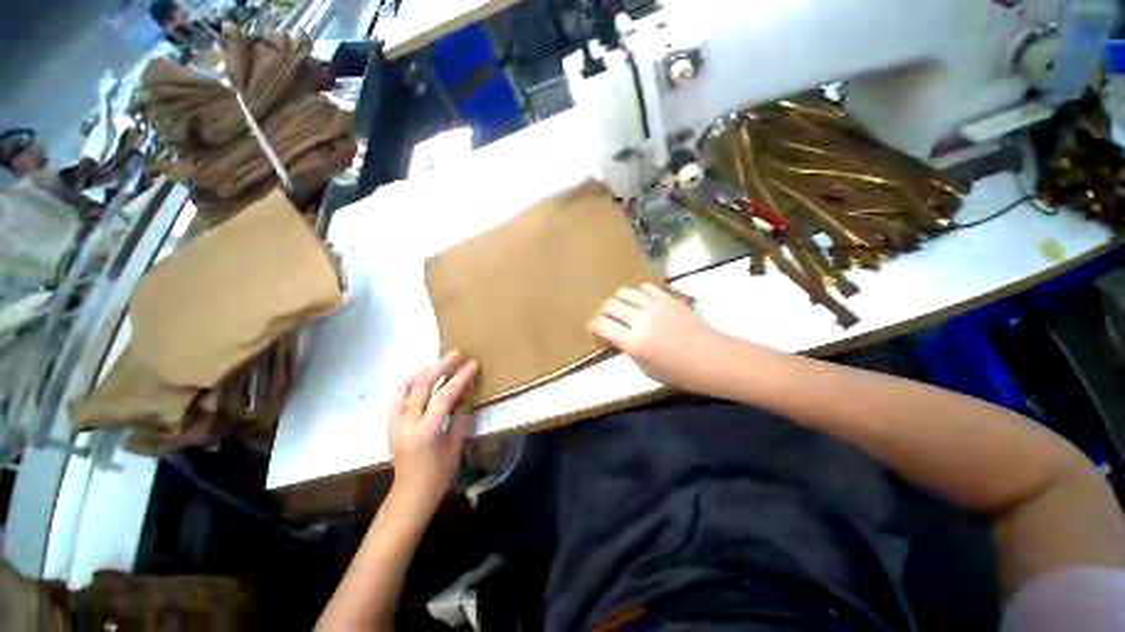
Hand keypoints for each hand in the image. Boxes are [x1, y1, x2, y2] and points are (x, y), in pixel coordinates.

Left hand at [388, 352, 477, 517]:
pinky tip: (422, 380)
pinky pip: (398, 396)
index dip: (459, 378)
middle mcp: (406, 424)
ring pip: (405, 387)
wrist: (410, 495)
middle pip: (421, 386)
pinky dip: (411, 383)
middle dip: (441, 367)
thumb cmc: (438, 475)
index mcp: (425, 432)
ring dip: (424, 372)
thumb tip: (468, 394)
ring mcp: (394, 423)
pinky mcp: (390, 424)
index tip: (472, 364)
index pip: (443, 397)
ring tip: (440, 364)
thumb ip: (461, 418)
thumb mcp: (455, 446)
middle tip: (455, 355)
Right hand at [590, 283, 729, 392]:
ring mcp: (656, 306)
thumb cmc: (680, 373)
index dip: (593, 325)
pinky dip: (639, 294)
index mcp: (634, 342)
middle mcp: (641, 320)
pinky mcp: (669, 298)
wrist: (714, 359)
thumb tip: (619, 338)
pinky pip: (647, 288)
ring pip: (626, 292)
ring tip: (623, 308)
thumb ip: (629, 351)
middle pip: (611, 305)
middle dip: (603, 312)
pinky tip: (642, 301)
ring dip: (619, 300)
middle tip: (607, 319)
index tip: (594, 329)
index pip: (602, 325)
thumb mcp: (647, 369)